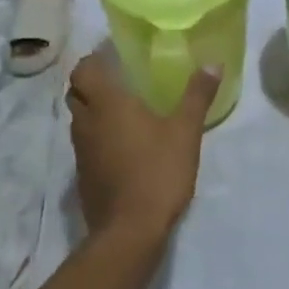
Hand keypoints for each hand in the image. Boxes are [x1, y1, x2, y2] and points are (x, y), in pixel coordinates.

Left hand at [68, 51, 220, 243]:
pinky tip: (122, 144)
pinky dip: (96, 136)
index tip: (114, 56)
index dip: (94, 60)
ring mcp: (81, 151)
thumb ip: (197, 95)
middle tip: (119, 80)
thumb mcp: (185, 131)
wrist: (129, 232)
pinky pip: (84, 144)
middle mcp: (86, 122)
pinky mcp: (83, 175)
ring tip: (123, 110)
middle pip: (76, 92)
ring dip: (93, 110)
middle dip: (92, 83)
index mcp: (106, 103)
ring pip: (78, 119)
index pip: (83, 69)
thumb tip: (213, 63)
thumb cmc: (157, 172)